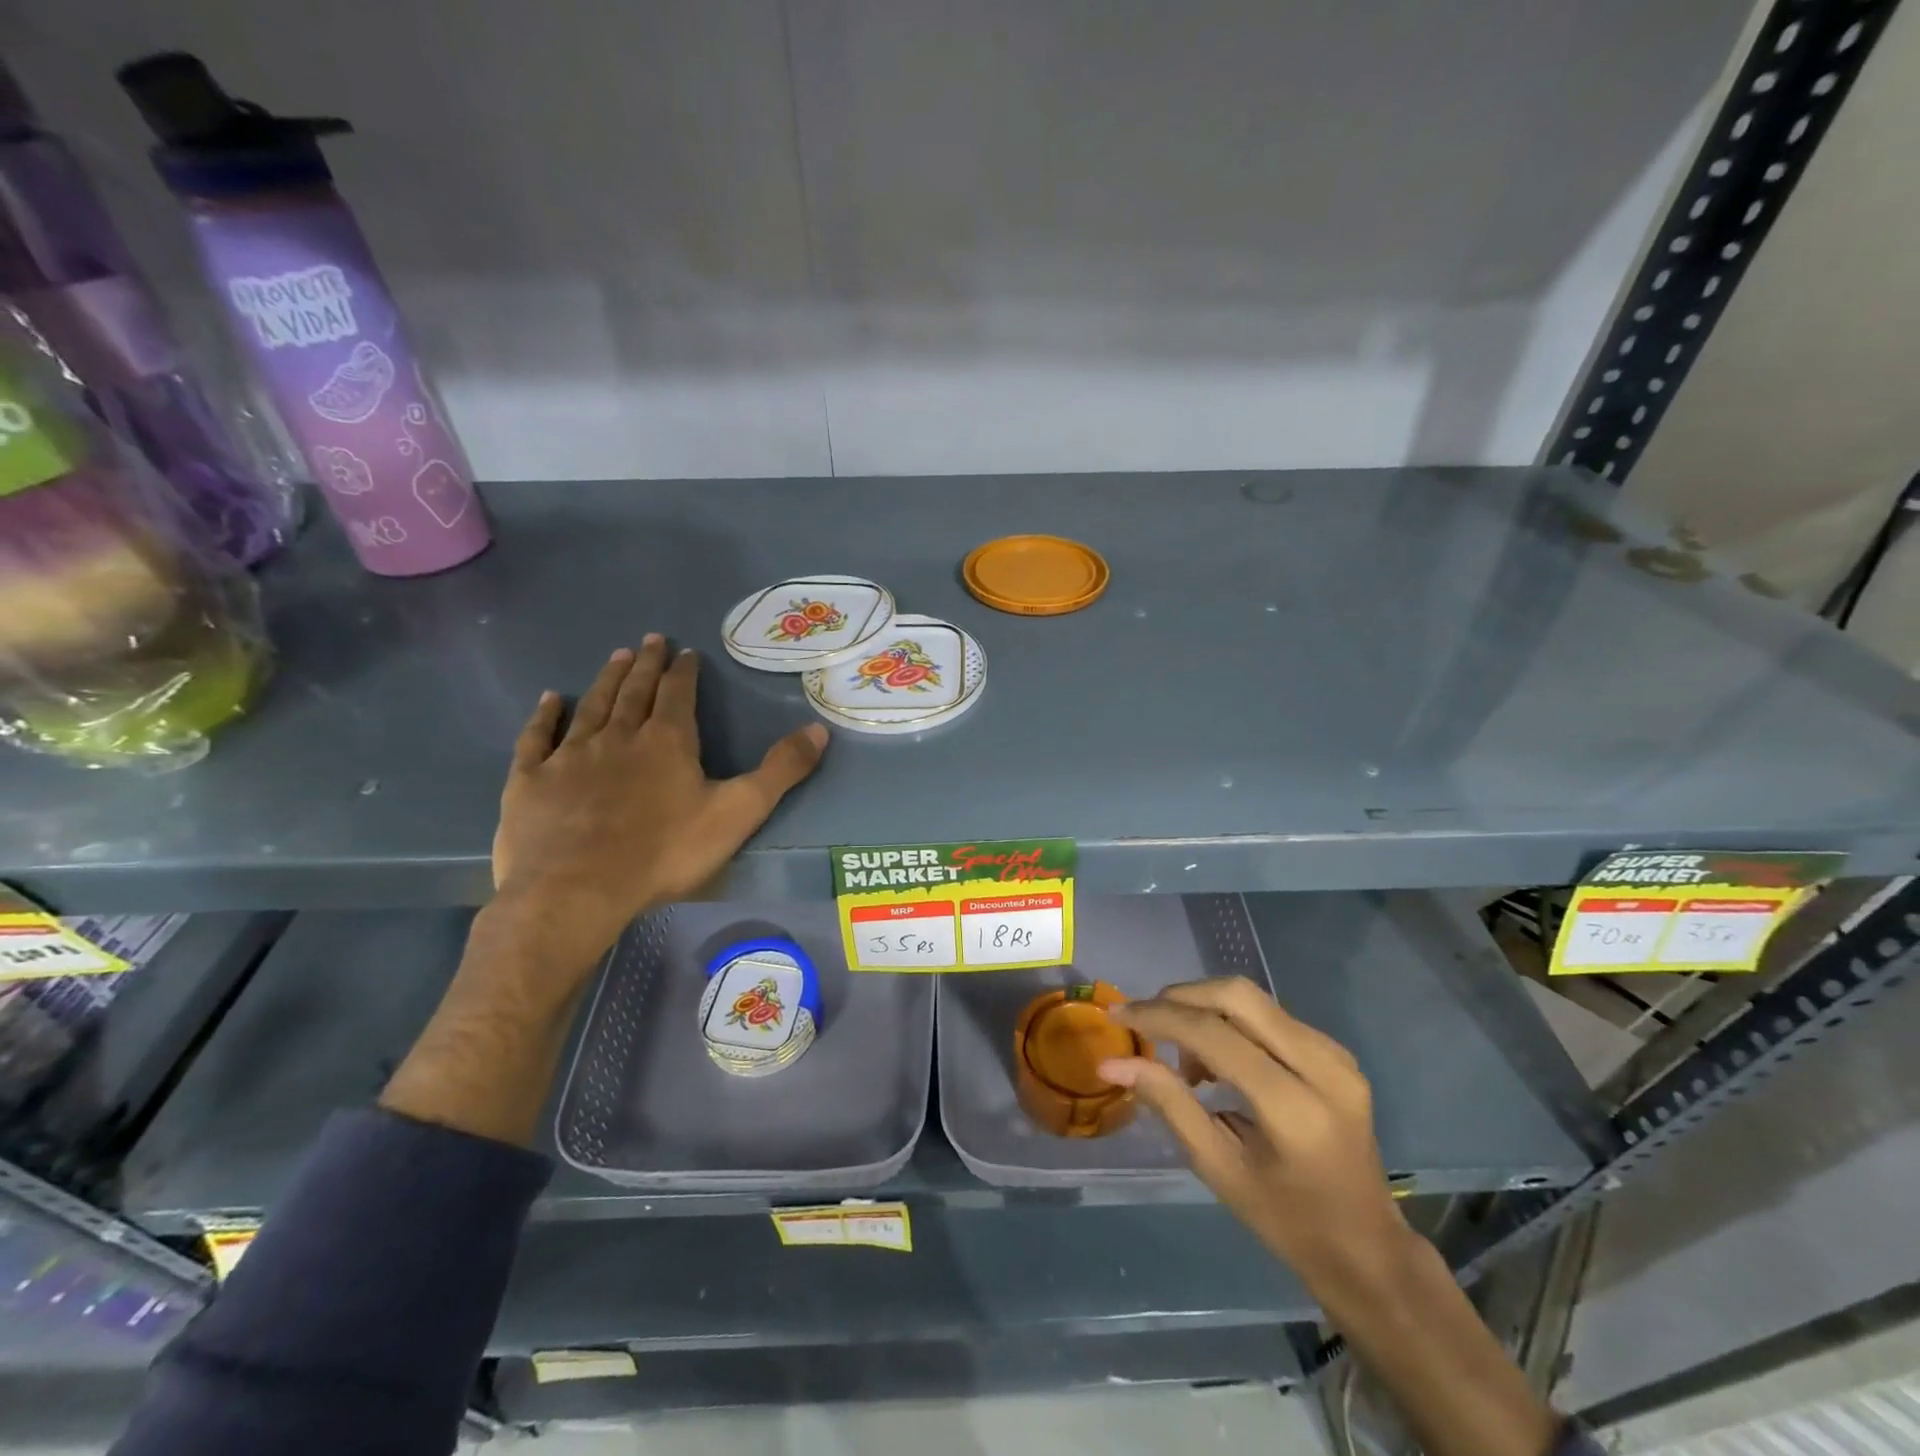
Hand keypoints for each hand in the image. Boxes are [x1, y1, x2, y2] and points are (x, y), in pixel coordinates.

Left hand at [491, 636, 828, 972]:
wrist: (577, 890)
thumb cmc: (664, 852)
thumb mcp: (738, 812)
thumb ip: (780, 771)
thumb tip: (819, 729)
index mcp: (667, 741)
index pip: (677, 694)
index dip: (683, 671)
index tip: (685, 652)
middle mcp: (618, 736)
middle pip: (634, 691)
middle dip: (645, 664)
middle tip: (649, 639)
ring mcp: (570, 756)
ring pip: (592, 706)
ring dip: (606, 680)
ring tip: (616, 656)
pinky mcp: (531, 781)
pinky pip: (538, 738)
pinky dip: (545, 717)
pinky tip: (550, 700)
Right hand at [1098, 978, 1408, 1283]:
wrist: (1368, 1249)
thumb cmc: (1287, 1222)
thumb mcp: (1219, 1169)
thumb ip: (1169, 1104)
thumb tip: (1113, 1062)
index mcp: (1294, 1107)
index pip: (1214, 1035)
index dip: (1158, 1017)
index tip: (1117, 1014)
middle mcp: (1322, 1066)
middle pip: (1237, 995)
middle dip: (1181, 998)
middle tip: (1146, 1021)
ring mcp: (1335, 1054)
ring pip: (1252, 999)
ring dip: (1205, 1010)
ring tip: (1184, 1060)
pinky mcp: (1336, 1051)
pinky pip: (1269, 1015)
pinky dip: (1230, 1023)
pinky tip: (1217, 1060)